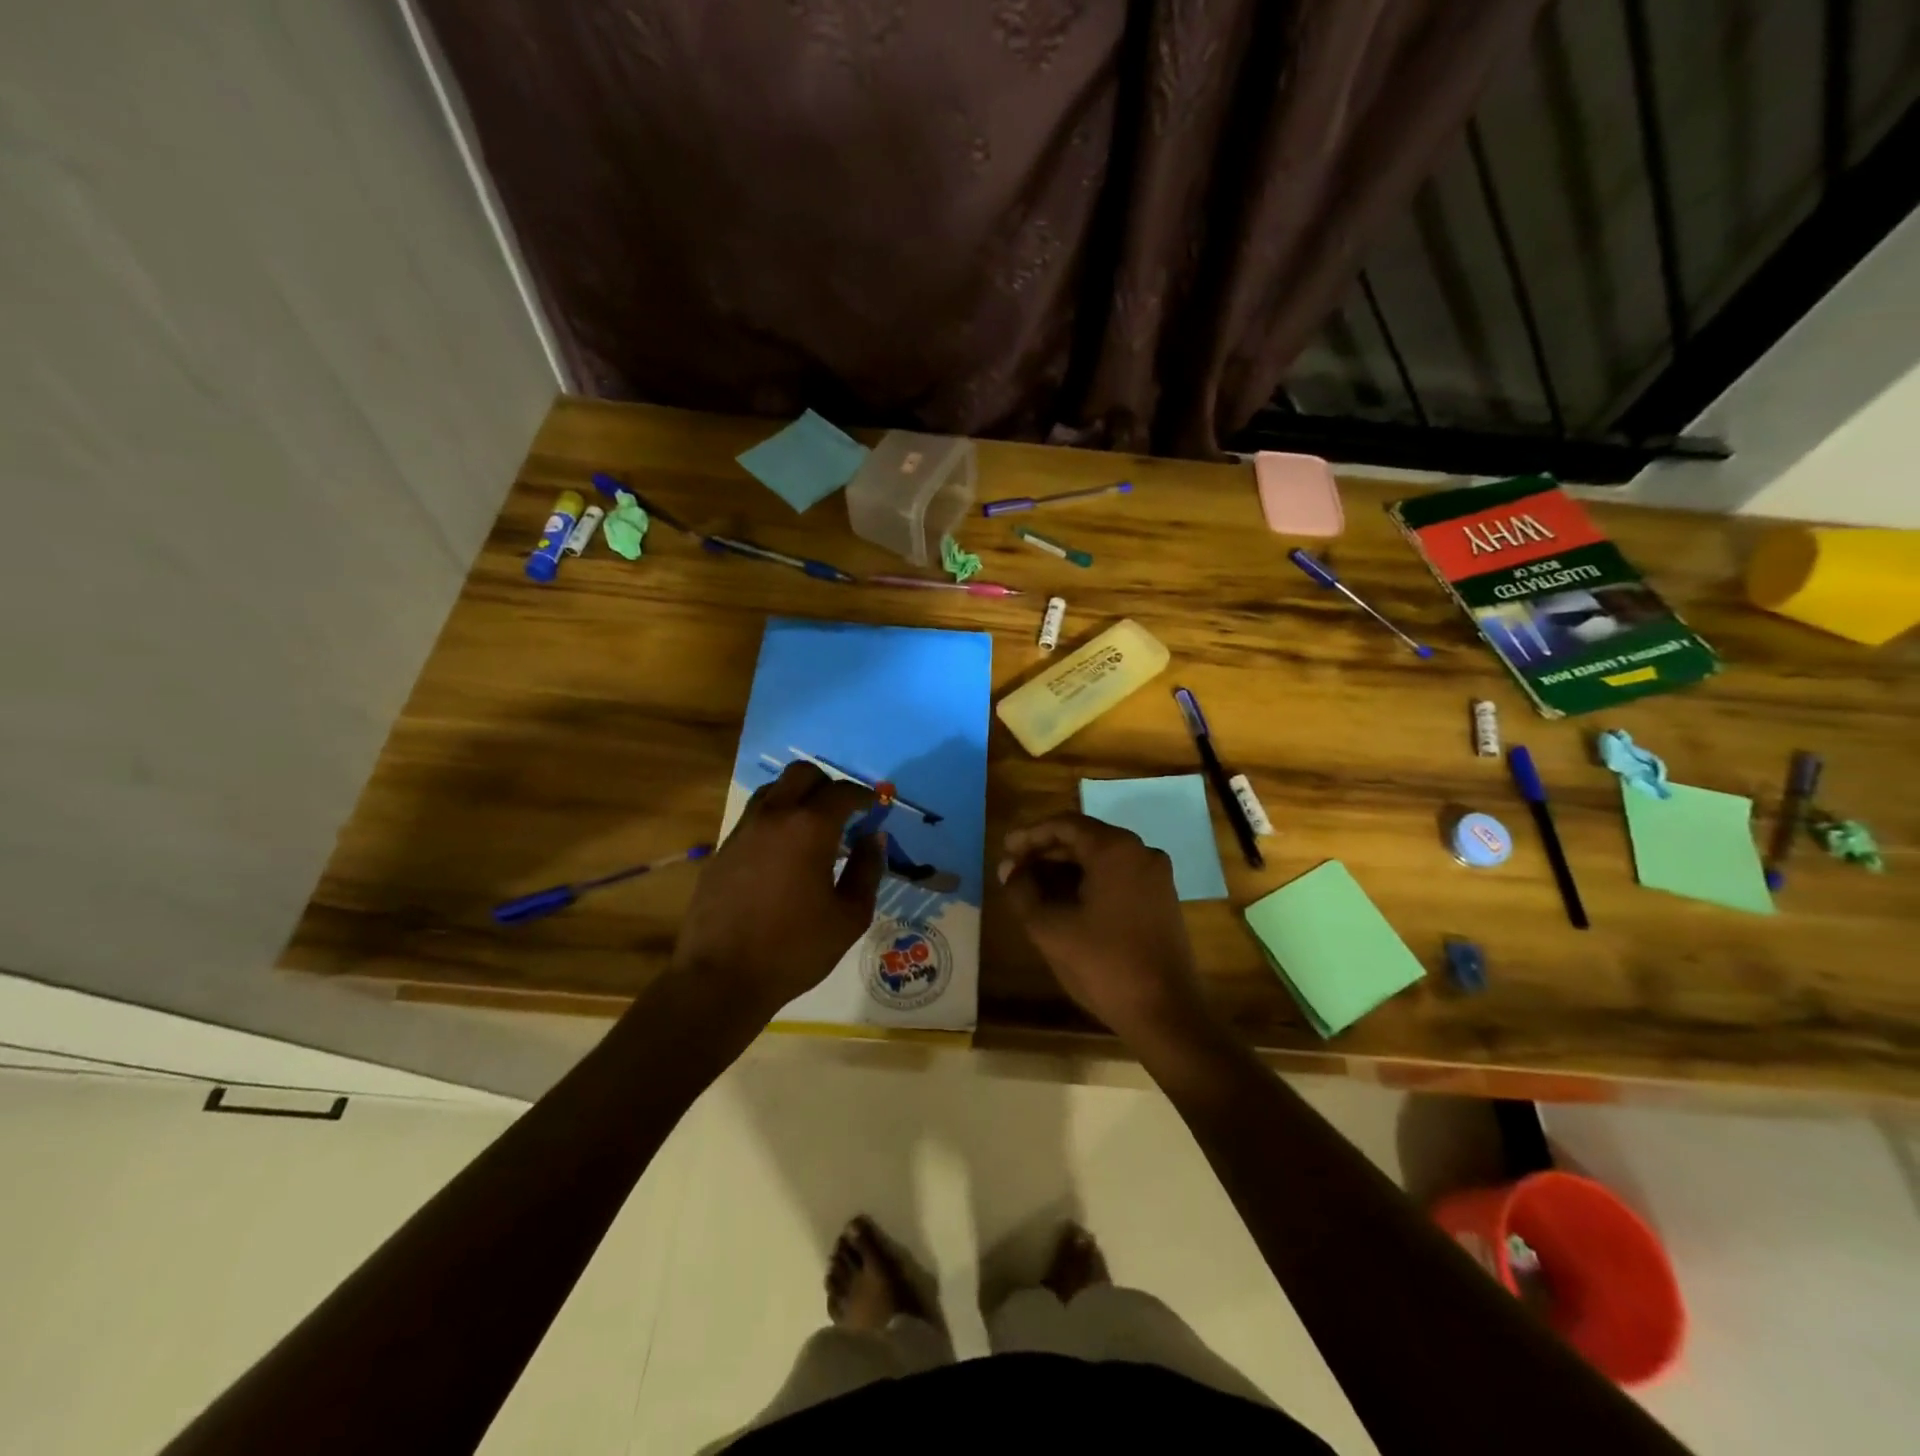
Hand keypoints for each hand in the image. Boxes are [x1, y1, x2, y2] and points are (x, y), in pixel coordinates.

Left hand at [672, 762, 883, 1022]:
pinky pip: (754, 817)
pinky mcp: (722, 849)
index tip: (873, 809)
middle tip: (842, 812)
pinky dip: (774, 819)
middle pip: (802, 774)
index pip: (842, 792)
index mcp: (810, 828)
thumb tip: (874, 838)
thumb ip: (867, 870)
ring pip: (773, 790)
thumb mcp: (850, 917)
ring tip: (811, 827)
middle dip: (828, 785)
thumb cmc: (795, 949)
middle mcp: (774, 816)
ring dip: (797, 797)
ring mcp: (743, 830)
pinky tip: (782, 853)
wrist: (721, 978)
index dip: (863, 796)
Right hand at [997, 813, 1213, 1048]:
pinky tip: (1064, 902)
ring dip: (1065, 869)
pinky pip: (1117, 876)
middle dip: (1046, 852)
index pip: (1065, 825)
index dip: (1030, 835)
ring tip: (1032, 888)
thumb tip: (1009, 869)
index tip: (1006, 850)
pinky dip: (1088, 882)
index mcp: (1115, 850)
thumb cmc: (1104, 965)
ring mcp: (1155, 876)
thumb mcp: (1050, 928)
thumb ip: (1022, 891)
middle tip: (1014, 870)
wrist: (1166, 1013)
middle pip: (1084, 838)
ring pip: (1101, 859)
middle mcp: (1140, 852)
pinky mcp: (1161, 899)